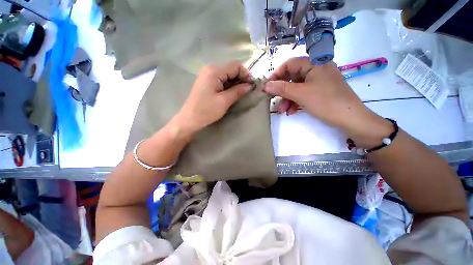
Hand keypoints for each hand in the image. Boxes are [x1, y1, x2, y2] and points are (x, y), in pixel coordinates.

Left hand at [175, 61, 252, 134]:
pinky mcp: (207, 82)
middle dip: (241, 79)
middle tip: (247, 91)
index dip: (246, 74)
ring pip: (227, 75)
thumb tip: (250, 85)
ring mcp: (207, 75)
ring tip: (240, 94)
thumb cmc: (206, 111)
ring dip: (235, 83)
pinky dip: (229, 85)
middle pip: (231, 69)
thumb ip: (238, 91)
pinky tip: (231, 93)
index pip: (236, 66)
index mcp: (214, 71)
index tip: (251, 86)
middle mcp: (210, 69)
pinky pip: (221, 80)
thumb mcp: (224, 101)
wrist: (190, 119)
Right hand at [264, 57, 391, 147]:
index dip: (276, 74)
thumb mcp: (300, 94)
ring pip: (297, 87)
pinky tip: (291, 111)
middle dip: (282, 90)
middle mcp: (317, 69)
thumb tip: (265, 85)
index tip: (267, 87)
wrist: (350, 119)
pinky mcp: (320, 91)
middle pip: (292, 77)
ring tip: (283, 110)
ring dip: (288, 99)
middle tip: (273, 100)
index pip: (289, 64)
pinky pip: (304, 93)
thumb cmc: (325, 102)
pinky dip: (296, 102)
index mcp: (314, 63)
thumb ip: (281, 88)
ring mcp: (319, 81)